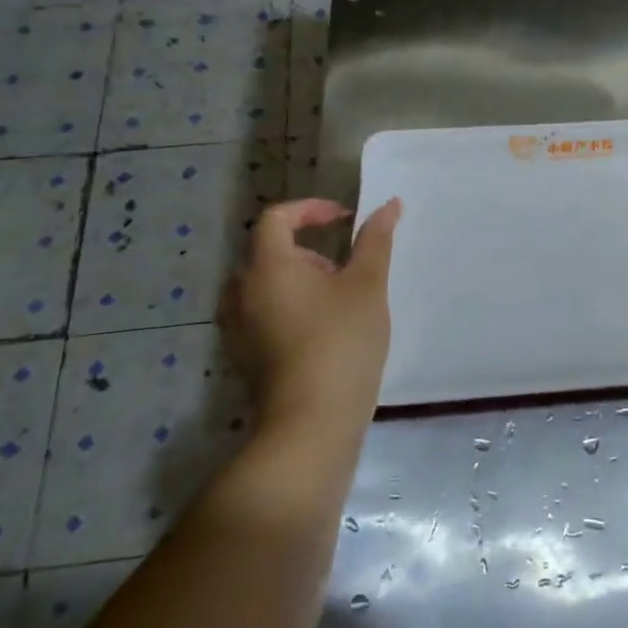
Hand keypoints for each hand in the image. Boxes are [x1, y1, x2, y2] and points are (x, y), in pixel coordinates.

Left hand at [229, 198, 401, 433]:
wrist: (312, 423)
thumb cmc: (342, 342)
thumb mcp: (368, 285)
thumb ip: (376, 240)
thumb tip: (389, 204)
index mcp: (267, 266)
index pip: (277, 217)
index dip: (312, 209)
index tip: (345, 219)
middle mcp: (241, 291)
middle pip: (272, 251)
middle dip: (313, 250)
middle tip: (350, 271)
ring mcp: (238, 326)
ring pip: (269, 284)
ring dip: (304, 280)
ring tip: (342, 303)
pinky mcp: (244, 355)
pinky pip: (265, 312)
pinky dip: (292, 307)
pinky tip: (325, 333)